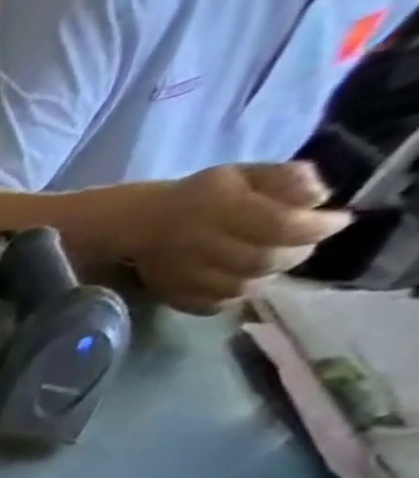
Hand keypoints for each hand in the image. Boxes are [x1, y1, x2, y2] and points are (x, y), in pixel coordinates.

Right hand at [133, 162, 349, 313]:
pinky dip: (234, 297)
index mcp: (221, 210)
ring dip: (266, 276)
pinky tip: (239, 282)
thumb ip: (286, 178)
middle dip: (297, 253)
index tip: (337, 221)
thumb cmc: (200, 195)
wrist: (140, 225)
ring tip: (270, 262)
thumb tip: (317, 199)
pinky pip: (213, 305)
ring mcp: (184, 276)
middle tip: (303, 243)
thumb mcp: (246, 173)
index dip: (318, 227)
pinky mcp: (173, 295)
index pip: (282, 226)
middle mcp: (202, 246)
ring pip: (242, 287)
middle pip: (264, 261)